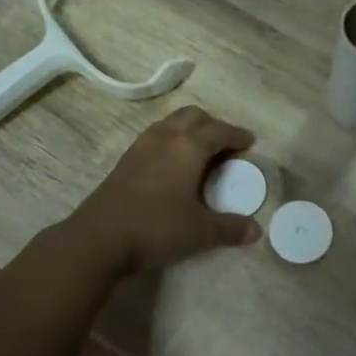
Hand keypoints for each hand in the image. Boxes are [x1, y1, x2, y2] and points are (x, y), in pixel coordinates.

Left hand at [70, 107, 261, 274]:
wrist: (99, 238)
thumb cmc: (156, 227)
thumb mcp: (200, 231)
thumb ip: (230, 228)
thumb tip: (256, 230)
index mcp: (188, 146)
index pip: (219, 131)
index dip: (237, 135)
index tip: (249, 142)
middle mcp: (165, 137)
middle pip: (193, 117)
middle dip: (212, 125)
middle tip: (225, 145)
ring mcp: (141, 146)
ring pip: (171, 124)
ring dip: (189, 131)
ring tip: (200, 153)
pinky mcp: (125, 160)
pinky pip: (156, 137)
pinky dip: (171, 142)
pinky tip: (172, 166)